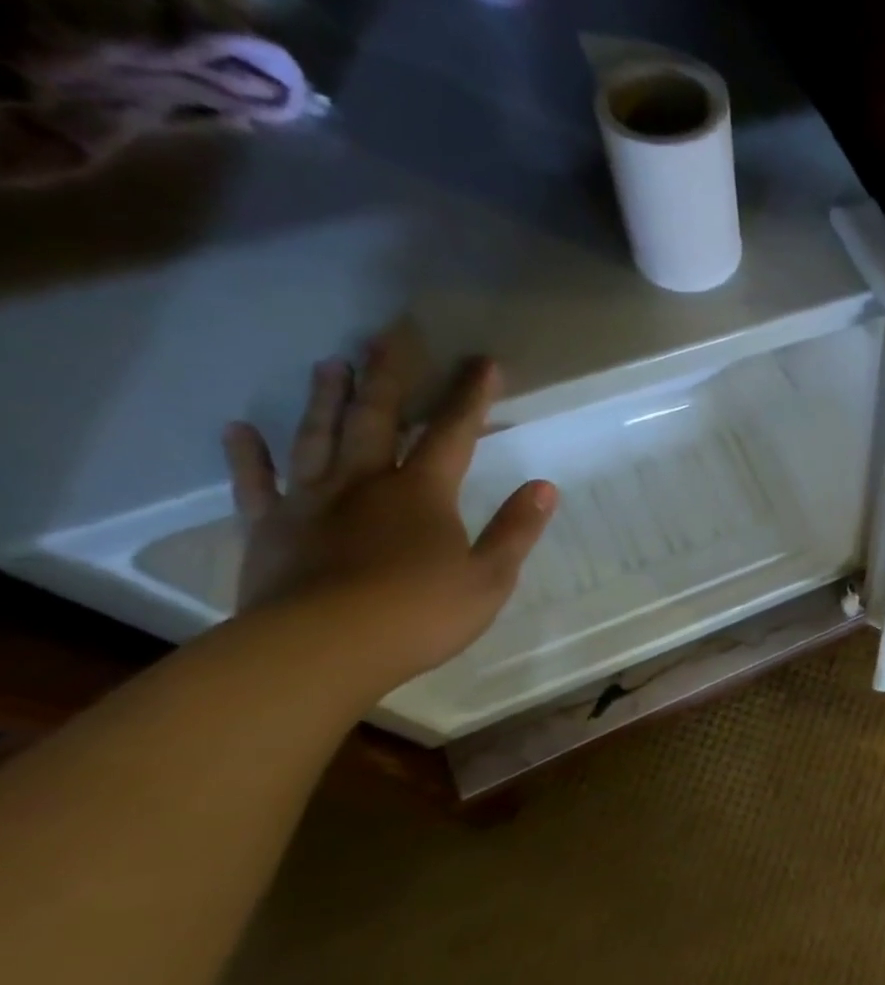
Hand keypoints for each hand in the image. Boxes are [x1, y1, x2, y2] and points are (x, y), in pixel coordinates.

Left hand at [221, 337, 558, 691]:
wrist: (323, 648)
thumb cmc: (420, 614)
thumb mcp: (489, 578)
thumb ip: (516, 530)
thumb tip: (544, 487)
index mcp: (422, 494)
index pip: (453, 434)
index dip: (471, 397)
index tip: (483, 362)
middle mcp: (366, 482)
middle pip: (377, 420)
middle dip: (388, 377)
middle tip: (388, 336)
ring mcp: (312, 501)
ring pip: (318, 437)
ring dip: (326, 399)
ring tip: (330, 364)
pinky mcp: (269, 526)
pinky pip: (256, 483)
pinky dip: (247, 455)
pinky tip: (240, 430)